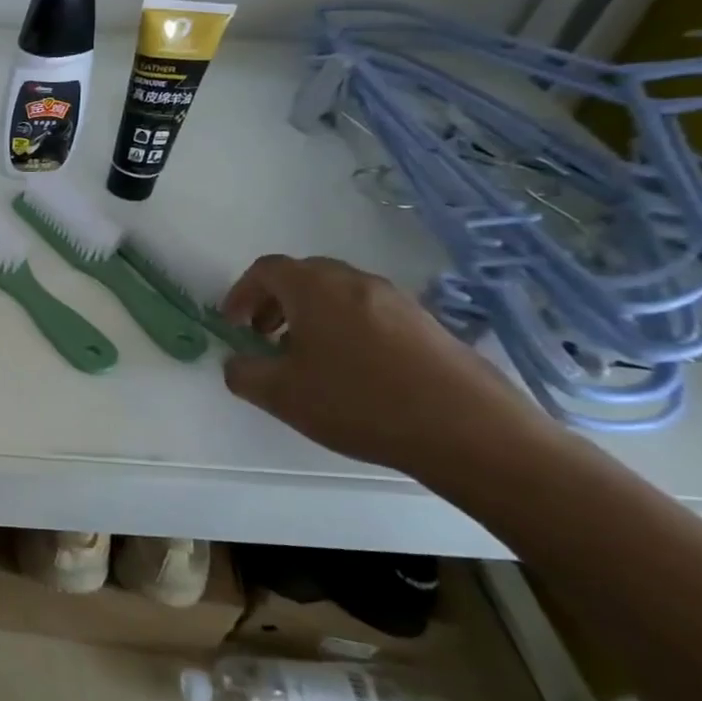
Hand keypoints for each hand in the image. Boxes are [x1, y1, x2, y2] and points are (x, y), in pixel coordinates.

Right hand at [219, 254, 564, 479]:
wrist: (469, 430)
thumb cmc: (359, 403)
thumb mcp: (281, 395)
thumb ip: (243, 373)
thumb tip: (238, 363)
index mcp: (315, 289)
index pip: (266, 270)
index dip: (240, 293)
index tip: (233, 325)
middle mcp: (356, 282)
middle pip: (303, 276)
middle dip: (273, 302)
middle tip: (262, 338)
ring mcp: (397, 301)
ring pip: (338, 294)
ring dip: (309, 316)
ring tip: (304, 358)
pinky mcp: (427, 324)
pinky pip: (369, 312)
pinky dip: (344, 328)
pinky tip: (350, 372)